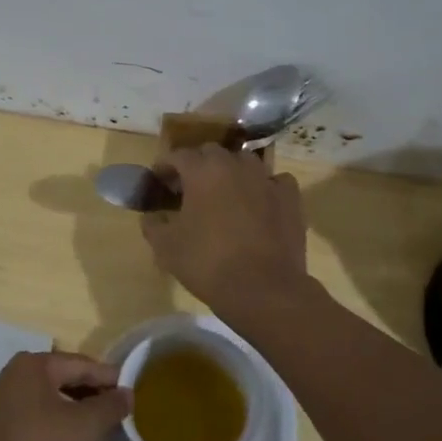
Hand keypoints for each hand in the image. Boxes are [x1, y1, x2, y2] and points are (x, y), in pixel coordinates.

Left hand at [0, 351, 129, 440]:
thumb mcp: (81, 427)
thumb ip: (108, 408)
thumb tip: (127, 393)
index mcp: (38, 363)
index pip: (84, 364)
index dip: (110, 378)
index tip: (133, 393)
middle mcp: (19, 370)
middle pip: (66, 376)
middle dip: (93, 392)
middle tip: (118, 411)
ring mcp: (5, 394)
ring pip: (51, 394)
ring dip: (75, 406)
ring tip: (97, 425)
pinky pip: (37, 409)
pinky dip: (57, 417)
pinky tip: (66, 437)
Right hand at [142, 145, 309, 313]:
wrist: (263, 288)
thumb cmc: (207, 262)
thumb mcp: (165, 247)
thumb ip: (153, 224)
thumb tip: (151, 216)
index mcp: (202, 171)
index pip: (178, 155)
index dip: (165, 167)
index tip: (159, 181)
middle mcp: (235, 165)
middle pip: (211, 152)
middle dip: (198, 165)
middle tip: (189, 188)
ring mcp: (266, 179)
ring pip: (244, 162)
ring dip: (230, 172)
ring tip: (224, 193)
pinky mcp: (290, 197)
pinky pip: (274, 181)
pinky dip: (263, 187)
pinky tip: (259, 202)